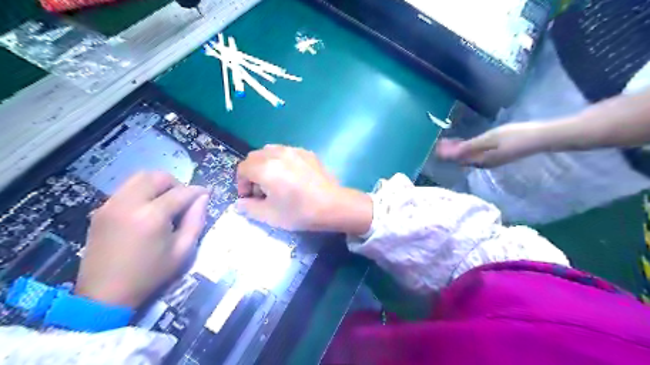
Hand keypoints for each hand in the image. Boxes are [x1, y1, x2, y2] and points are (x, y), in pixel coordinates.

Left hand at [76, 171, 209, 307]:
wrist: (104, 295)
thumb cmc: (150, 274)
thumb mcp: (183, 251)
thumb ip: (196, 221)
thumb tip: (203, 198)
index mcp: (152, 216)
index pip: (181, 192)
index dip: (197, 191)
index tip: (206, 194)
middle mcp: (129, 203)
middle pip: (157, 177)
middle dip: (176, 183)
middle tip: (183, 199)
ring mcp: (111, 205)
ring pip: (139, 177)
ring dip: (158, 184)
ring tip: (166, 201)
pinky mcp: (101, 210)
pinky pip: (126, 188)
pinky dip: (142, 190)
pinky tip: (148, 208)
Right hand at [238, 144, 369, 232]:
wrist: (333, 205)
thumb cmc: (300, 212)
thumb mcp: (270, 216)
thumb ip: (249, 208)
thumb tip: (239, 203)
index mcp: (265, 167)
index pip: (242, 168)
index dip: (241, 184)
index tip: (249, 198)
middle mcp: (277, 153)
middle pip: (254, 157)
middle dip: (252, 173)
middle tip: (261, 191)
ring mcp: (294, 150)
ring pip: (270, 151)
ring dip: (265, 165)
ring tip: (275, 182)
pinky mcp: (307, 153)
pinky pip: (286, 152)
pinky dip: (281, 161)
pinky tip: (292, 177)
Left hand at [436, 122, 546, 167]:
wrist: (540, 138)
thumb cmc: (514, 136)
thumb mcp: (489, 139)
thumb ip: (470, 147)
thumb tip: (452, 154)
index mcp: (480, 160)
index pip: (458, 159)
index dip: (447, 153)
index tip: (438, 145)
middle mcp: (484, 164)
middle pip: (462, 159)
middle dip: (451, 152)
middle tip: (441, 142)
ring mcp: (491, 161)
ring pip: (469, 158)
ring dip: (459, 151)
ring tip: (450, 142)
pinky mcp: (497, 157)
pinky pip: (477, 155)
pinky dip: (468, 150)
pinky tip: (467, 144)